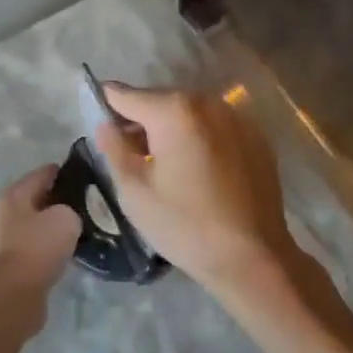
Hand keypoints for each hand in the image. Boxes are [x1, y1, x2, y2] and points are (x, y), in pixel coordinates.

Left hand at [0, 165, 80, 334]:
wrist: (14, 296)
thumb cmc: (38, 247)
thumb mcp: (65, 218)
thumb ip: (72, 208)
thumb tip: (69, 215)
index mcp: (15, 193)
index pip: (45, 172)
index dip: (69, 172)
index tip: (91, 179)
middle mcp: (7, 212)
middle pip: (41, 197)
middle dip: (64, 200)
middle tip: (92, 205)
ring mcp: (8, 238)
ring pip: (40, 223)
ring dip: (59, 225)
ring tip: (86, 228)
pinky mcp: (14, 262)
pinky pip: (39, 245)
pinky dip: (54, 246)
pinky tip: (72, 251)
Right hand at [93, 85, 306, 309]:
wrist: (253, 257)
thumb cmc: (185, 224)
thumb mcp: (134, 191)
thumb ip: (113, 148)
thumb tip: (106, 125)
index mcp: (174, 110)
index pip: (126, 95)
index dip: (106, 105)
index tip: (97, 122)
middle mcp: (207, 102)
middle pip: (160, 101)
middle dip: (140, 120)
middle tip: (129, 154)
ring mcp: (236, 118)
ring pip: (189, 113)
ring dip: (171, 129)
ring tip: (163, 164)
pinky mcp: (256, 137)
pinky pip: (214, 127)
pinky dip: (199, 138)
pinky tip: (197, 171)